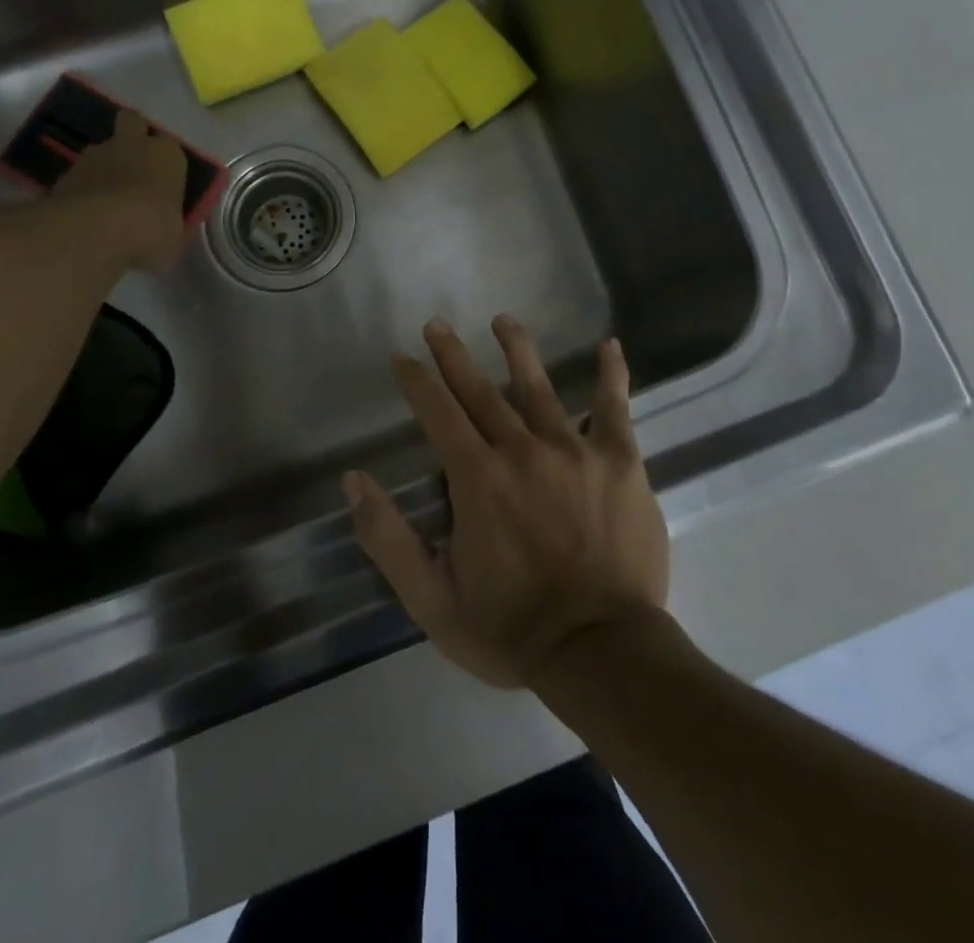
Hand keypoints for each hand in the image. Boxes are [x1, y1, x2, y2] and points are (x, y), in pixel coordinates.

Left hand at [49, 110, 186, 270]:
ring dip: (103, 167)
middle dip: (132, 136)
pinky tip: (84, 213)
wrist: (99, 229)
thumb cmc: (152, 227)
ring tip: (104, 199)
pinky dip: (83, 188)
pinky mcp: (66, 171)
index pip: (170, 147)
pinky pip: (80, 175)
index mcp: (167, 154)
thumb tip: (163, 232)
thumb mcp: (173, 234)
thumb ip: (168, 224)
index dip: (165, 162)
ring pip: (101, 151)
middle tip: (133, 166)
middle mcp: (133, 144)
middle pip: (132, 123)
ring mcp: (95, 154)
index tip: (163, 182)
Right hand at [345, 314, 667, 688]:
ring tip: (502, 320)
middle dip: (453, 354)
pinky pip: (615, 409)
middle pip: (480, 390)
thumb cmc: (511, 628)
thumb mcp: (431, 598)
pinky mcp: (620, 463)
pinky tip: (610, 345)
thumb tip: (353, 480)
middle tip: (436, 324)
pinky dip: (612, 375)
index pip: (438, 412)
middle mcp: (521, 450)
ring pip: (539, 387)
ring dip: (517, 349)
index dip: (417, 381)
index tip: (403, 357)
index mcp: (476, 477)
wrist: (603, 654)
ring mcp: (575, 451)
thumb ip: (388, 537)